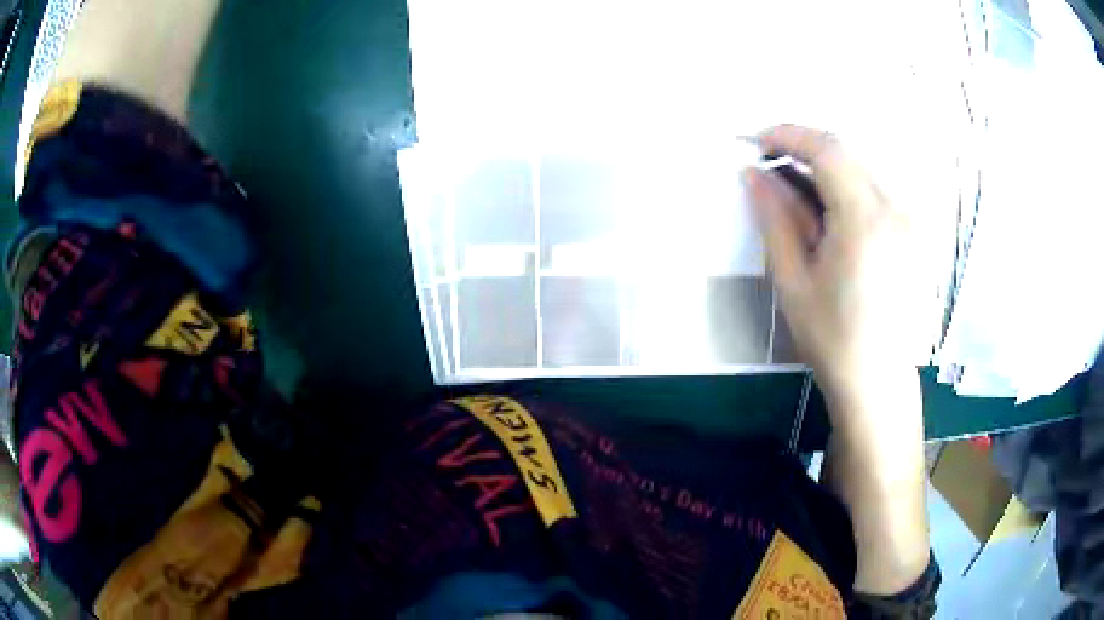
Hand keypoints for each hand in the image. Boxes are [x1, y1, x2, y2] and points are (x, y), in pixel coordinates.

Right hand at [745, 124, 928, 595]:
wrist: (878, 383)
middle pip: (847, 156)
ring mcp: (910, 223)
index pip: (828, 149)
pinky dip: (847, 193)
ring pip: (862, 174)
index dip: (789, 135)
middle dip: (805, 154)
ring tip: (798, 202)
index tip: (758, 140)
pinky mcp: (914, 236)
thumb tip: (754, 174)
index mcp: (865, 219)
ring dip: (826, 175)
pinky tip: (831, 223)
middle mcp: (895, 210)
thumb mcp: (793, 279)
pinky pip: (876, 195)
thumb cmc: (832, 338)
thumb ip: (775, 219)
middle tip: (772, 174)